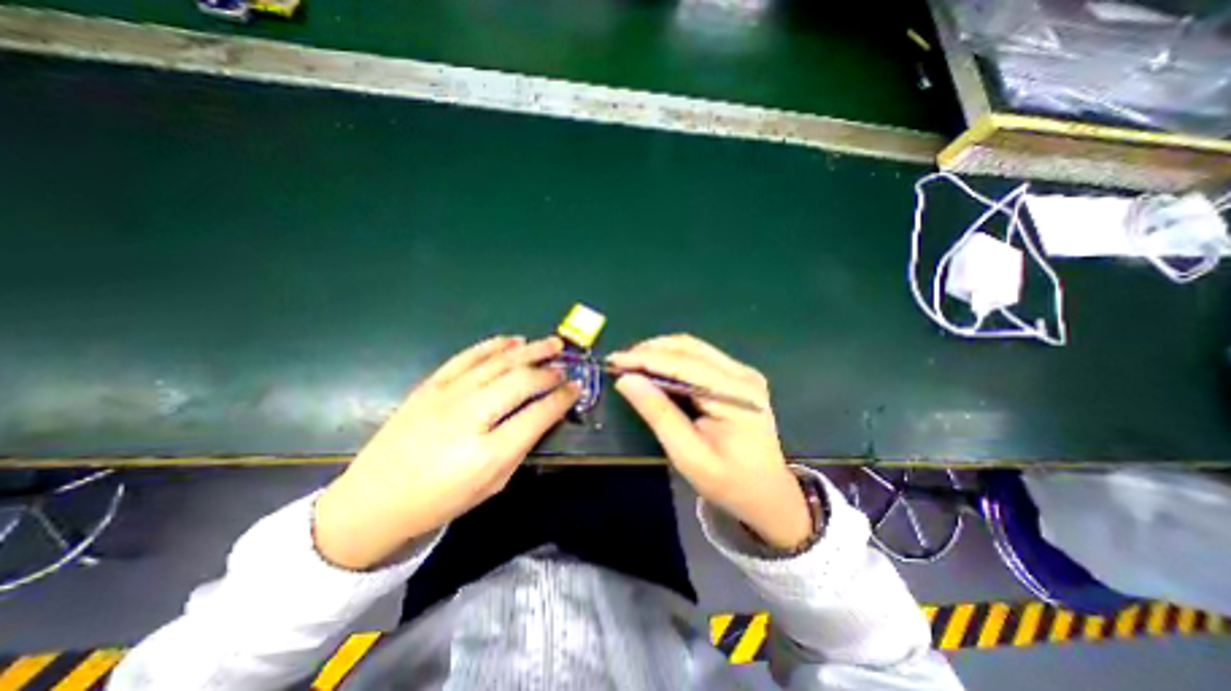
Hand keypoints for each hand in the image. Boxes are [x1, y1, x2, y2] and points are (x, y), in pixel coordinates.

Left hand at [310, 337, 574, 569]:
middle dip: (549, 372)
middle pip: (520, 381)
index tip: (576, 388)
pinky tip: (513, 341)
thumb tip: (543, 414)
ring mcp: (447, 396)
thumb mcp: (493, 485)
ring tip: (552, 344)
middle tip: (566, 367)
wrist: (374, 500)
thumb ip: (521, 446)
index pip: (538, 414)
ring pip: (498, 362)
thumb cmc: (440, 500)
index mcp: (488, 453)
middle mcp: (469, 417)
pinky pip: (468, 356)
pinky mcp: (431, 385)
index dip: (562, 398)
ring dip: (530, 350)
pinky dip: (494, 345)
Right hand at [606, 334, 814, 551]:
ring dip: (660, 352)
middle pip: (690, 348)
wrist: (767, 495)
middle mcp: (742, 375)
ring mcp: (742, 374)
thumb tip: (626, 380)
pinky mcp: (737, 377)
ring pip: (693, 348)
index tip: (614, 359)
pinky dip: (673, 359)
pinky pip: (700, 358)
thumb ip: (658, 414)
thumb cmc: (728, 483)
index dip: (646, 358)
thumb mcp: (688, 455)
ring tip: (632, 363)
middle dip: (650, 350)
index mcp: (736, 395)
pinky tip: (656, 368)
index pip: (684, 364)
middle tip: (620, 362)